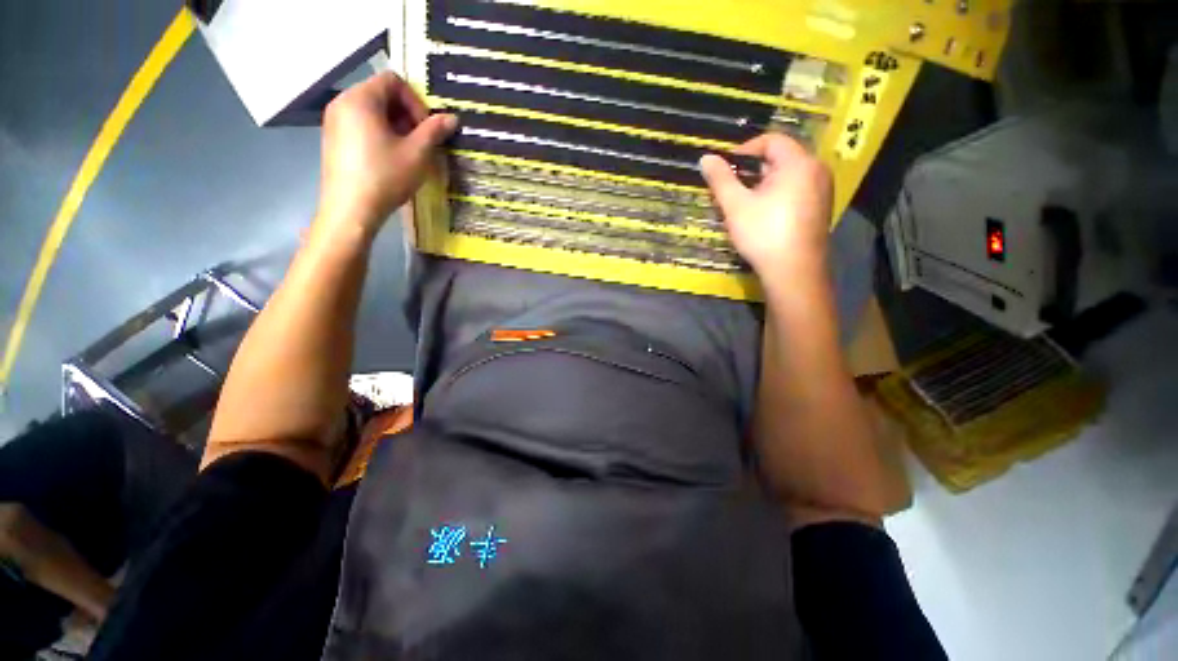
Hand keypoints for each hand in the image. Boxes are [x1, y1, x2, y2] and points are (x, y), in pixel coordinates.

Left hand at [316, 72, 456, 237]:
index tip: (425, 129)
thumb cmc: (385, 177)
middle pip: (381, 93)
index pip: (393, 80)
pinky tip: (389, 159)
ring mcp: (334, 121)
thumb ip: (434, 131)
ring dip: (395, 126)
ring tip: (407, 153)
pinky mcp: (333, 138)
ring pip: (372, 111)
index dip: (415, 101)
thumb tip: (451, 118)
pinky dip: (379, 134)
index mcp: (361, 99)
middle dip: (406, 115)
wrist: (351, 210)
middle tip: (420, 143)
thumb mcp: (417, 154)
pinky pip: (361, 124)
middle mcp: (343, 102)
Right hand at [700, 134, 832, 294]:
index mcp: (798, 163)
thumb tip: (705, 157)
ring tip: (744, 203)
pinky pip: (797, 190)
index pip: (771, 140)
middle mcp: (816, 170)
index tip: (725, 168)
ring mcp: (823, 190)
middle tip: (732, 188)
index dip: (744, 150)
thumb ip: (720, 179)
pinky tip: (763, 215)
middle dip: (753, 169)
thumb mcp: (736, 206)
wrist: (794, 272)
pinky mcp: (821, 208)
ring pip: (788, 175)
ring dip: (764, 183)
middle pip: (781, 157)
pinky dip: (777, 194)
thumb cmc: (764, 234)